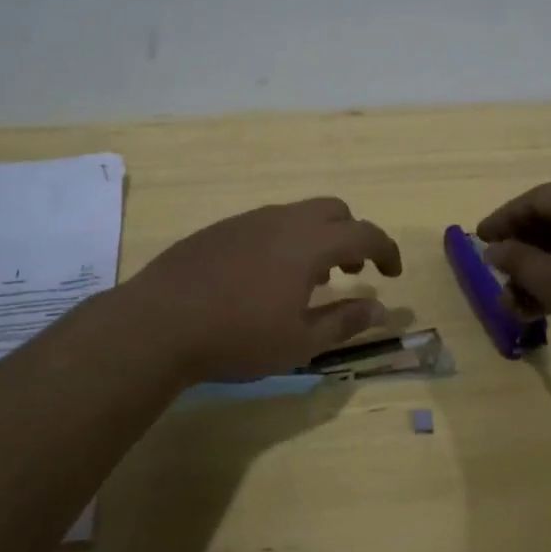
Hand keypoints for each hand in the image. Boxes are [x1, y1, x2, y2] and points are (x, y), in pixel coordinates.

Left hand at [127, 197, 403, 382]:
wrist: (158, 323)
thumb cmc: (237, 337)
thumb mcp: (299, 341)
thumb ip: (345, 321)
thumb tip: (381, 310)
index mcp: (309, 243)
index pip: (364, 233)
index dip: (386, 250)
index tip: (392, 274)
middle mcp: (282, 220)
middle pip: (333, 210)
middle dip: (352, 236)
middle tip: (352, 271)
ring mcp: (248, 221)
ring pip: (298, 214)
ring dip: (317, 238)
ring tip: (309, 280)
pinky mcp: (220, 229)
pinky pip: (268, 223)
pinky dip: (285, 240)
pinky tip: (265, 278)